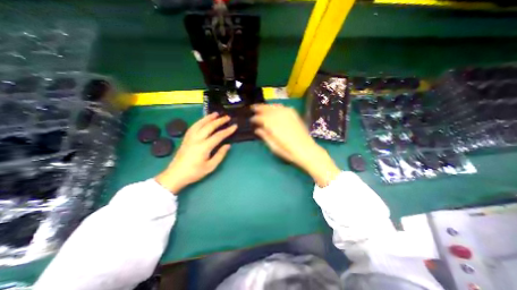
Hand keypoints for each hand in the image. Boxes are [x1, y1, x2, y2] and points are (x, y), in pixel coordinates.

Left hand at [156, 112, 238, 192]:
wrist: (176, 174)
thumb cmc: (194, 172)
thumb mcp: (210, 166)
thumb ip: (220, 155)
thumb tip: (228, 145)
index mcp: (204, 147)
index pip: (218, 136)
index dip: (228, 130)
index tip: (235, 126)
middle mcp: (196, 139)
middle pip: (209, 126)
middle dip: (219, 121)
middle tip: (227, 117)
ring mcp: (190, 137)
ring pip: (200, 124)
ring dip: (208, 118)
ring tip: (215, 113)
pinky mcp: (186, 138)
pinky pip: (193, 126)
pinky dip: (200, 121)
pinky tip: (203, 120)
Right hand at [251, 105, 339, 186]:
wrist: (306, 150)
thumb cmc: (288, 151)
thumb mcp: (273, 146)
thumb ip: (264, 136)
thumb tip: (257, 129)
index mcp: (273, 125)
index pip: (261, 118)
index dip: (255, 118)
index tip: (251, 120)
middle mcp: (279, 117)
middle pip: (267, 109)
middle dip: (259, 108)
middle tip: (253, 108)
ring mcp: (288, 114)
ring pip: (275, 106)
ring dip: (267, 106)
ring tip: (262, 106)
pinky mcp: (294, 115)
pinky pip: (283, 107)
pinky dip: (277, 106)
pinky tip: (274, 108)